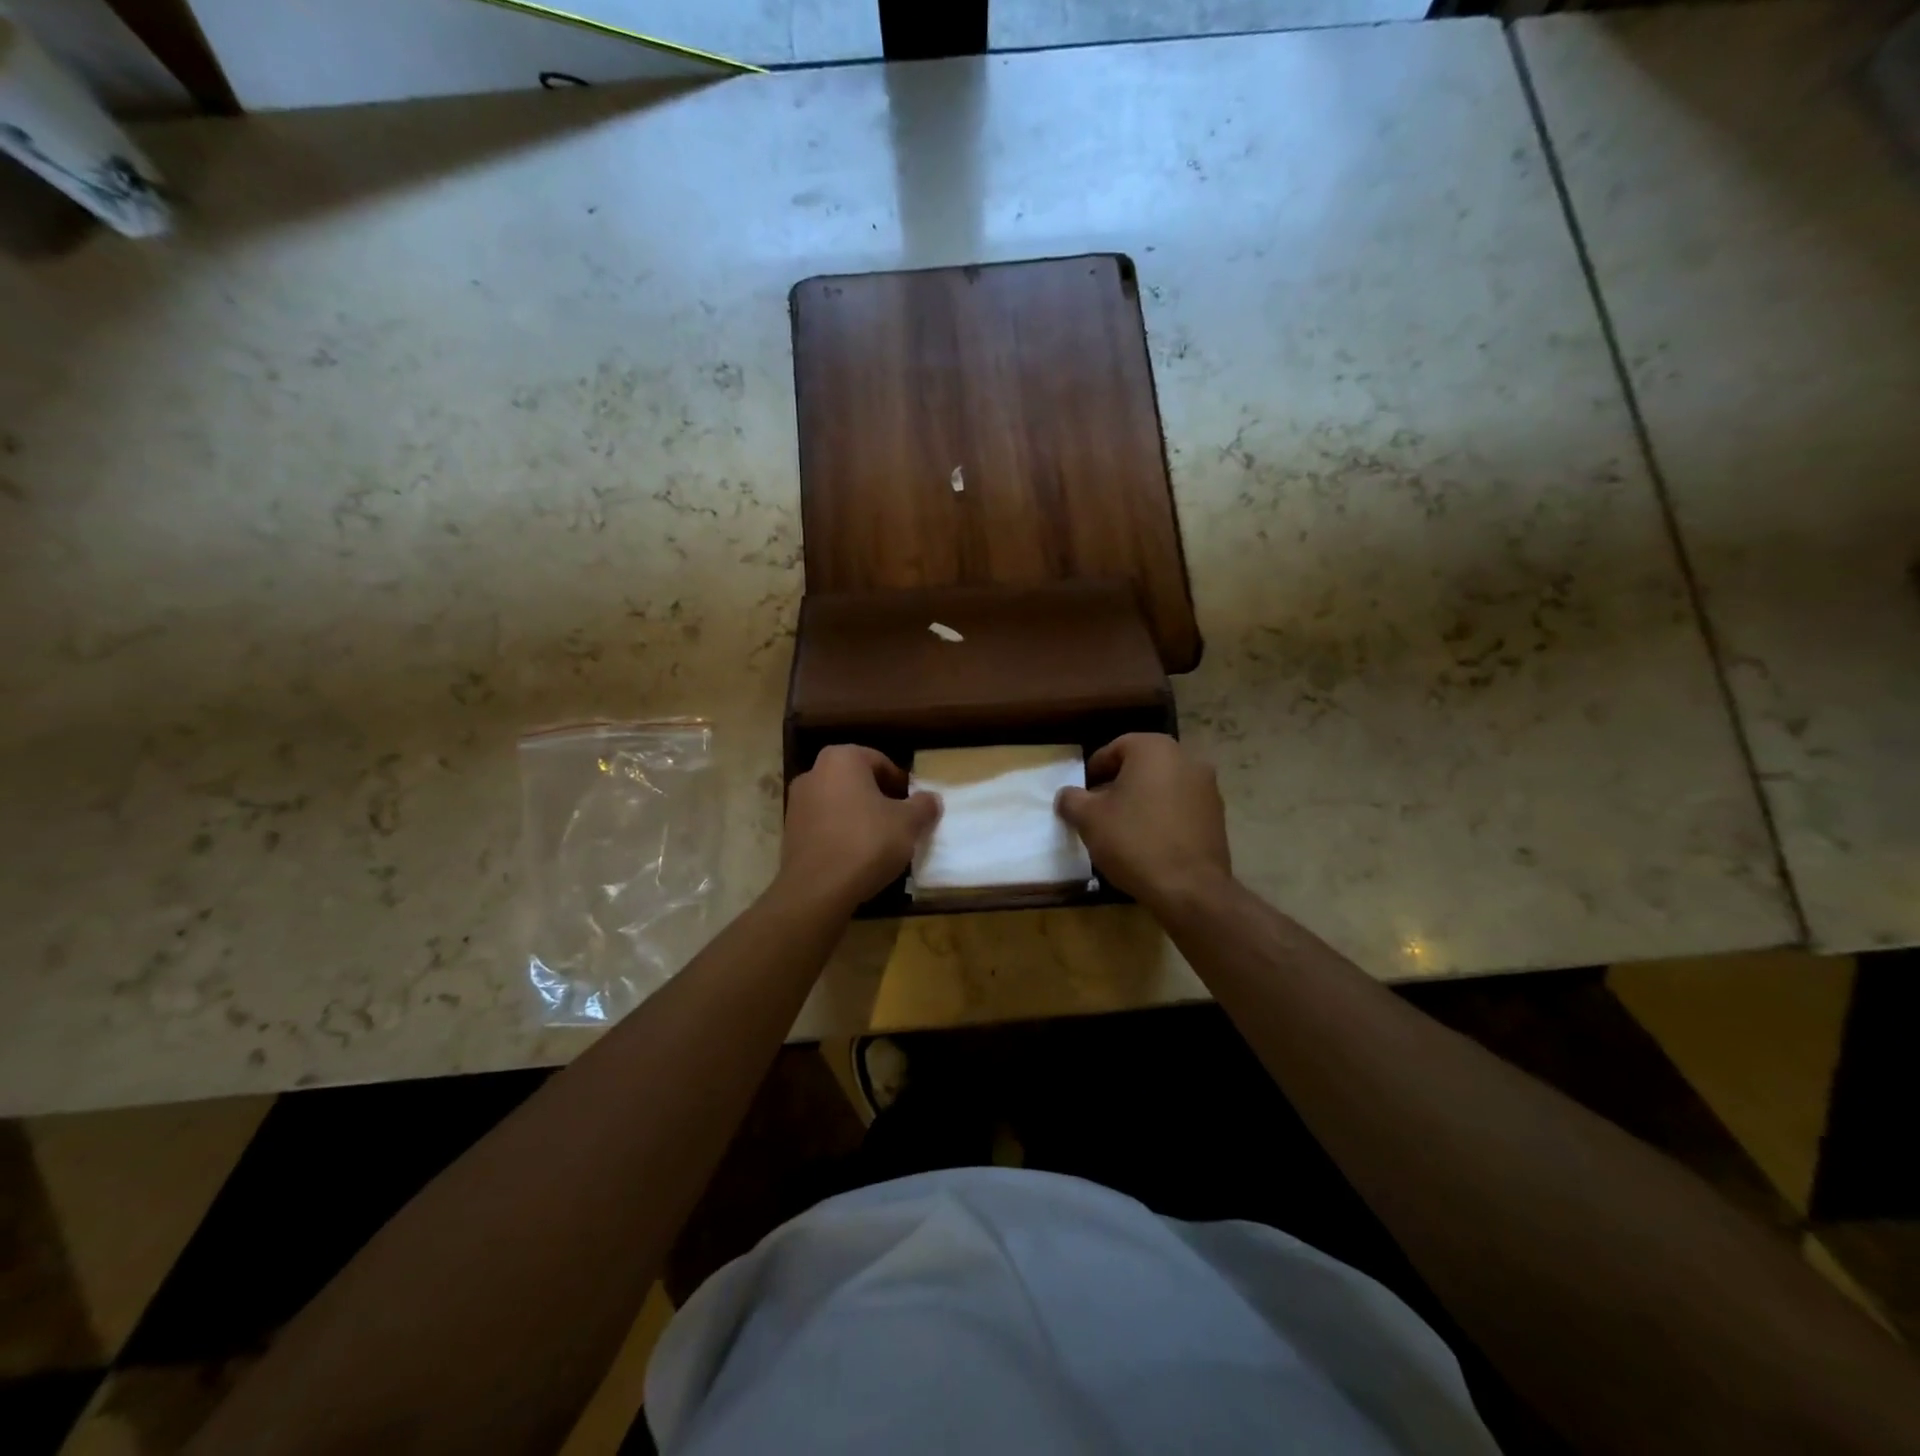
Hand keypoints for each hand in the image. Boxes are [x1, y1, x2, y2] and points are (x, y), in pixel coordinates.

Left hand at [777, 745, 939, 915]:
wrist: (818, 889)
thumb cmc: (867, 842)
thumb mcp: (908, 823)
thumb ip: (923, 805)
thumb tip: (931, 798)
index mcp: (842, 759)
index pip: (880, 761)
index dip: (901, 783)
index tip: (914, 805)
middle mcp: (814, 772)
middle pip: (857, 781)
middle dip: (880, 798)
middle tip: (901, 821)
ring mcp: (797, 802)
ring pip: (840, 803)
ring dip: (860, 816)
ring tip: (881, 841)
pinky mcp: (789, 832)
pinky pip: (825, 824)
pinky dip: (842, 833)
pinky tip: (857, 856)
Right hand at [1055, 734, 1231, 910]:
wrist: (1189, 888)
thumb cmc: (1134, 841)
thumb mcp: (1089, 819)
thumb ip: (1072, 799)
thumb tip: (1067, 795)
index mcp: (1154, 749)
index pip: (1115, 748)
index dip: (1094, 770)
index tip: (1082, 794)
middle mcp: (1186, 758)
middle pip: (1141, 765)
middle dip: (1118, 784)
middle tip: (1099, 810)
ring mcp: (1207, 787)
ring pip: (1163, 786)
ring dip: (1142, 800)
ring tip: (1123, 828)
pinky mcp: (1218, 816)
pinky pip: (1181, 807)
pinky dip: (1163, 816)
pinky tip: (1149, 842)